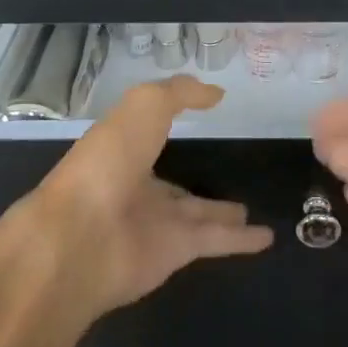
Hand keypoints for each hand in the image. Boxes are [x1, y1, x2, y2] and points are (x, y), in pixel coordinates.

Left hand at [25, 76, 272, 316]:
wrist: (79, 239)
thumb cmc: (108, 161)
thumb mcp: (144, 106)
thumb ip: (180, 93)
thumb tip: (216, 93)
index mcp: (121, 150)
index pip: (150, 138)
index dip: (169, 127)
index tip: (199, 120)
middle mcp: (136, 188)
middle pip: (173, 187)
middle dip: (195, 185)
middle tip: (230, 178)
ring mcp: (154, 224)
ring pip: (198, 216)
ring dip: (222, 214)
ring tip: (249, 210)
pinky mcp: (174, 253)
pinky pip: (215, 241)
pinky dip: (241, 242)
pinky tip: (268, 238)